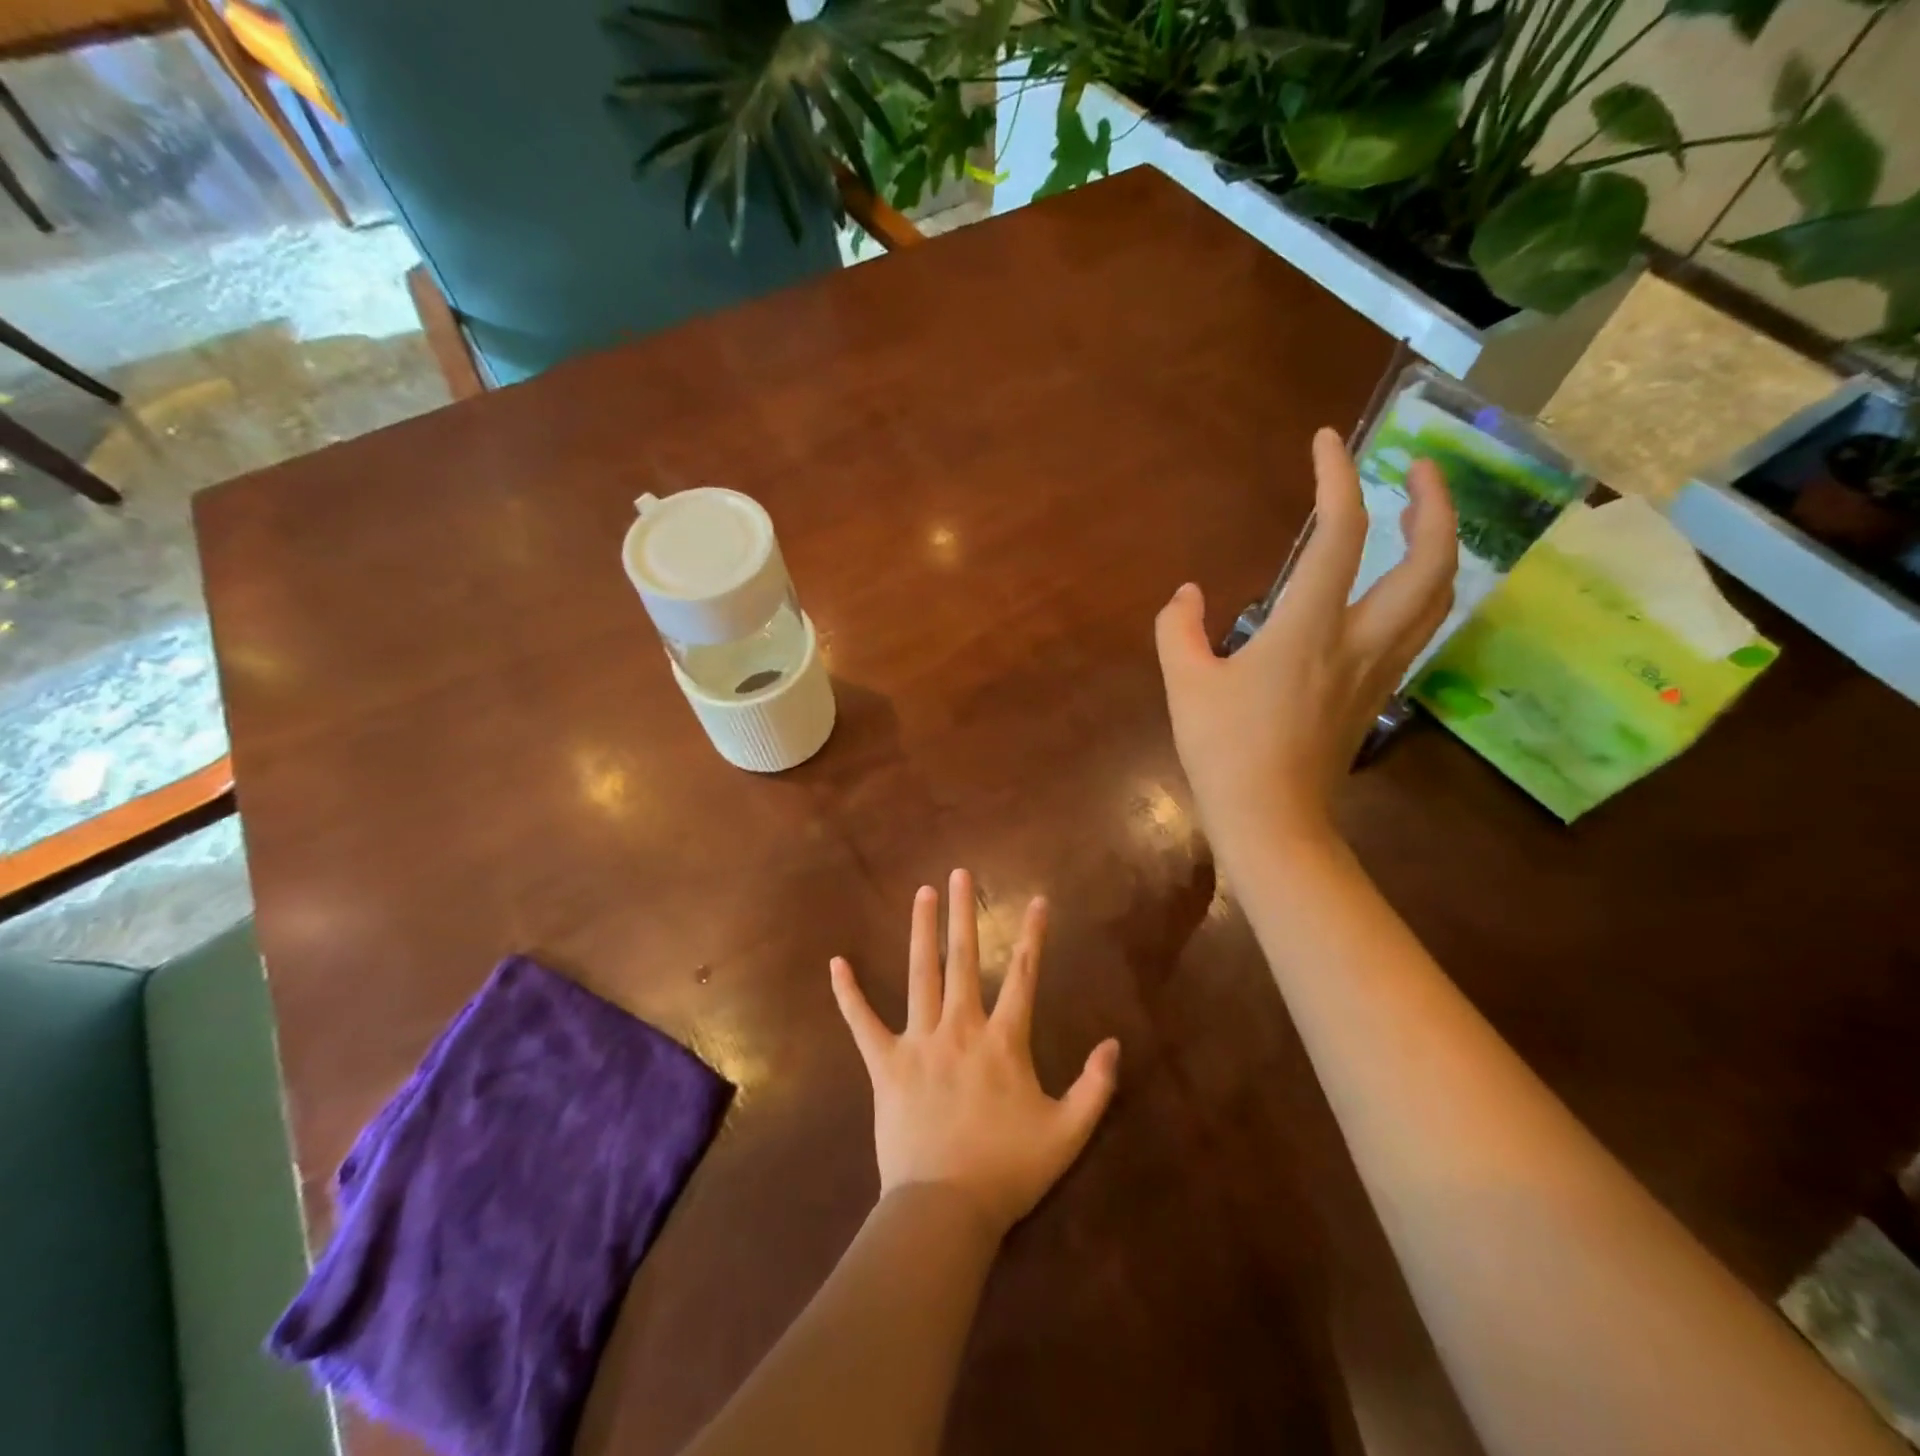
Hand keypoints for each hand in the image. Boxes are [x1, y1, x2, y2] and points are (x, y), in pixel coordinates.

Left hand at [830, 869, 1120, 1240]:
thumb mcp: (1067, 1133)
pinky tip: (836, 963)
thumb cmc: (1008, 1171)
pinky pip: (862, 1022)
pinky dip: (849, 994)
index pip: (1023, 976)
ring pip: (920, 975)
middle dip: (963, 913)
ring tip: (922, 894)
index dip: (1032, 937)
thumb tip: (1114, 1043)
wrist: (946, 1210)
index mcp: (1004, 1041)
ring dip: (921, 931)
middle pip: (963, 960)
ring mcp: (919, 1042)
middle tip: (959, 874)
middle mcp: (960, 1028)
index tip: (1036, 901)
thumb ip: (1096, 1087)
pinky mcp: (885, 1064)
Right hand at [1154, 428, 1455, 856]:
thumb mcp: (1185, 684)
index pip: (1340, 535)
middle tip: (1418, 469)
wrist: (1272, 821)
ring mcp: (1379, 669)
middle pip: (1431, 561)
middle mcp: (1360, 639)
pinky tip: (1400, 586)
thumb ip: (1178, 629)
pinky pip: (1419, 627)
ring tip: (1422, 518)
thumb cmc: (1224, 751)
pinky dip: (1423, 589)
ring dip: (1441, 545)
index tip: (1328, 442)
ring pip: (1438, 596)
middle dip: (1435, 504)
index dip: (1338, 479)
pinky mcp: (1379, 694)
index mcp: (1308, 628)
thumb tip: (1187, 595)